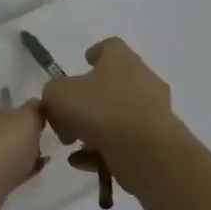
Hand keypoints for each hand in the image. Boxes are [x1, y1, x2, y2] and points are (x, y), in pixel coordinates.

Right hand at [39, 38, 176, 173]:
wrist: (145, 150)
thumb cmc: (99, 109)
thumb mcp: (58, 94)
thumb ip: (53, 93)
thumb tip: (60, 105)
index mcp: (122, 60)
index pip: (111, 46)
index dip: (96, 52)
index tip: (85, 62)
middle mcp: (143, 80)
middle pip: (114, 83)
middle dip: (90, 100)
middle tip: (69, 116)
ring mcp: (154, 111)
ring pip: (118, 116)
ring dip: (94, 129)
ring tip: (74, 145)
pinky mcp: (157, 140)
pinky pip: (125, 141)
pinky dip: (104, 150)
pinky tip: (84, 163)